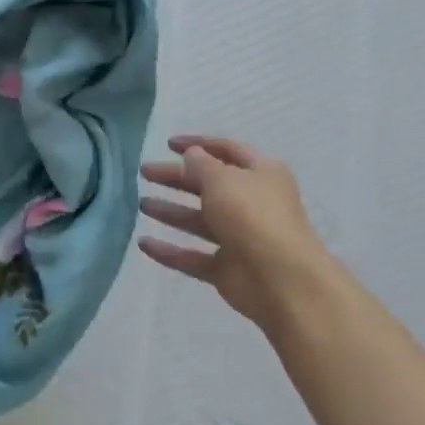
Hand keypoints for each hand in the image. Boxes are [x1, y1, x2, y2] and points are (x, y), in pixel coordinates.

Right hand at [138, 135, 332, 327]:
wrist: (282, 280)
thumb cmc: (253, 216)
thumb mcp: (222, 179)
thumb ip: (201, 165)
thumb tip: (192, 156)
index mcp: (261, 174)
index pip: (227, 150)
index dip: (198, 144)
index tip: (168, 144)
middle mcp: (252, 203)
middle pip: (208, 185)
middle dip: (176, 178)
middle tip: (145, 172)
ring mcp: (240, 238)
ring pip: (199, 221)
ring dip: (171, 212)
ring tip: (142, 205)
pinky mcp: (227, 269)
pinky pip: (192, 256)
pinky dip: (169, 251)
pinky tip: (143, 244)